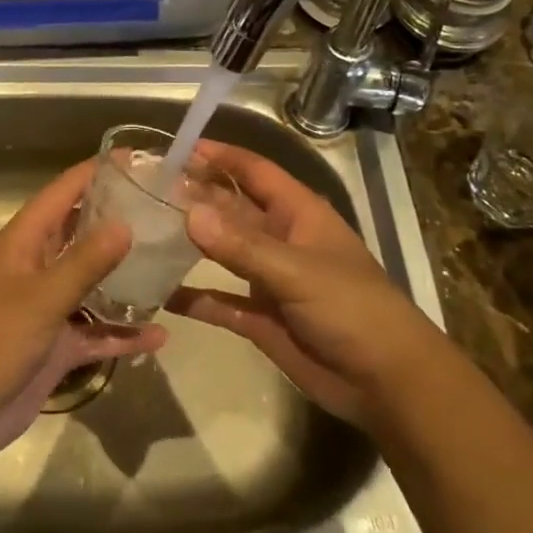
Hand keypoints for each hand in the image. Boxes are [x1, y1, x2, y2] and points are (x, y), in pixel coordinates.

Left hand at [0, 160, 166, 458]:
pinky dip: (122, 332)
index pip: (62, 193)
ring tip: (169, 265)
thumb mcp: (41, 298)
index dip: (94, 173)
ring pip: (92, 283)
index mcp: (24, 242)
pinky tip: (158, 335)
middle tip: (163, 210)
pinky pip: (95, 331)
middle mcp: (36, 266)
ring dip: (125, 278)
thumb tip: (125, 223)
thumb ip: (85, 262)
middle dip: (116, 220)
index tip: (135, 159)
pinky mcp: (56, 345)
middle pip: (80, 233)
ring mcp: (47, 307)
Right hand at [167, 140, 428, 428]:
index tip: (177, 149)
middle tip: (147, 190)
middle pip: (231, 207)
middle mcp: (280, 238)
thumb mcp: (297, 271)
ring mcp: (269, 279)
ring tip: (145, 231)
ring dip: (190, 242)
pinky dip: (194, 297)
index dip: (220, 156)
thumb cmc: (352, 309)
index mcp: (298, 213)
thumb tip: (189, 213)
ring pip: (222, 251)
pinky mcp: (261, 318)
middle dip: (196, 196)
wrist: (387, 384)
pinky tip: (160, 293)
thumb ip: (242, 245)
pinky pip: (220, 301)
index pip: (254, 171)